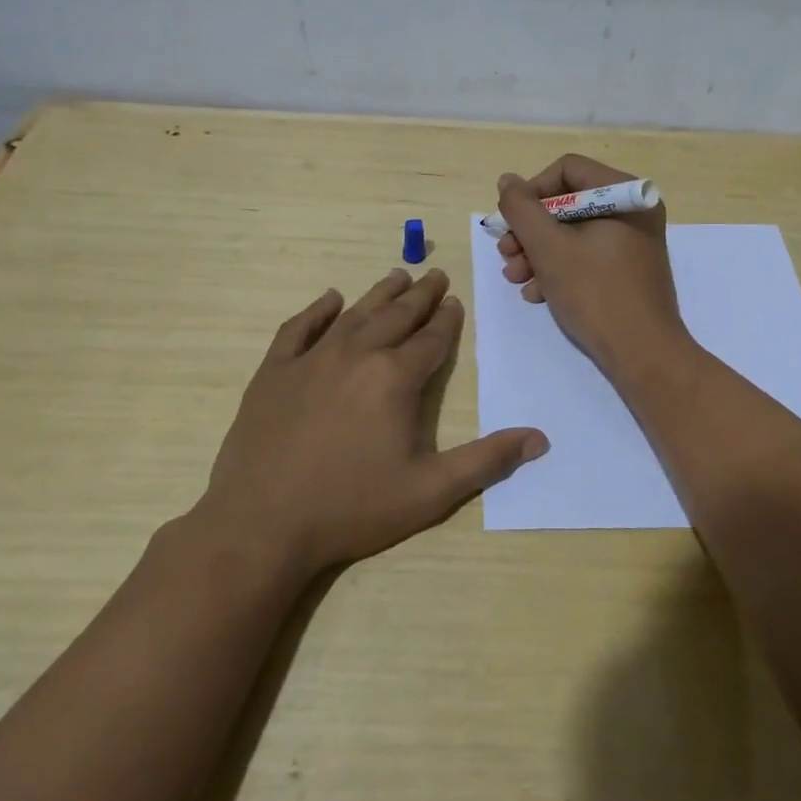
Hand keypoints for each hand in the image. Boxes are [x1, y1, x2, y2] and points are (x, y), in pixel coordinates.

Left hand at [196, 268, 547, 577]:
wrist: (261, 525)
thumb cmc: (351, 508)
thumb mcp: (430, 492)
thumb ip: (487, 461)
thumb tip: (539, 438)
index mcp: (395, 378)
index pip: (431, 339)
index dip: (446, 320)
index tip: (454, 301)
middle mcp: (357, 355)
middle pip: (396, 316)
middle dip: (420, 296)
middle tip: (435, 276)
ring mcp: (311, 359)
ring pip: (354, 315)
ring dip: (379, 294)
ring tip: (397, 276)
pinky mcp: (274, 372)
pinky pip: (299, 329)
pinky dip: (316, 311)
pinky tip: (330, 299)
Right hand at [495, 154, 687, 377]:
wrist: (643, 354)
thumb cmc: (596, 293)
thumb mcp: (549, 248)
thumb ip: (522, 209)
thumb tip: (508, 181)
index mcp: (624, 194)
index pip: (567, 170)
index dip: (532, 192)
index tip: (511, 222)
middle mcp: (632, 211)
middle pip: (567, 203)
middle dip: (530, 230)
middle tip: (507, 255)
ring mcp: (632, 242)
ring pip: (573, 233)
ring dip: (538, 253)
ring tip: (517, 278)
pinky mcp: (627, 270)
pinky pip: (587, 256)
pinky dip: (559, 270)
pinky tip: (538, 294)